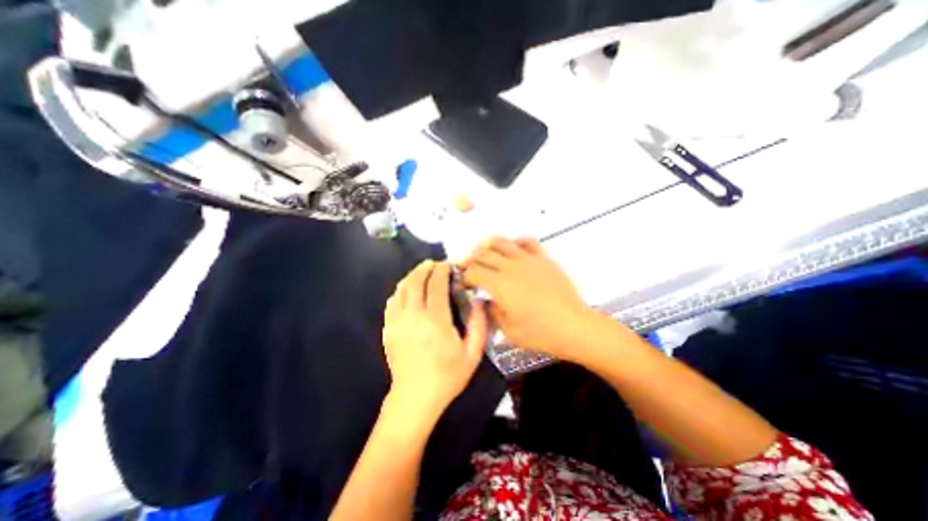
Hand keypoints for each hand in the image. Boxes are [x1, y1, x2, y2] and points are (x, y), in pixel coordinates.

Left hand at [383, 261, 488, 423]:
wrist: (415, 398)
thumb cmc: (447, 376)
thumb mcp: (473, 354)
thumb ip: (479, 325)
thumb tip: (479, 300)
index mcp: (436, 321)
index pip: (436, 285)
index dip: (441, 270)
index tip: (448, 265)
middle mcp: (414, 316)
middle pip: (415, 282)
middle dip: (425, 268)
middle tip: (434, 264)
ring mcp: (397, 322)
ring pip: (402, 289)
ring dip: (412, 276)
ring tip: (422, 272)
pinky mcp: (388, 329)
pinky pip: (392, 301)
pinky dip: (400, 290)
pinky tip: (407, 290)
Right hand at [462, 237, 606, 361]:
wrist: (574, 326)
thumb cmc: (539, 333)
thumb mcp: (507, 330)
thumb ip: (491, 312)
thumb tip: (484, 301)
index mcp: (499, 284)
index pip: (473, 272)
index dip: (464, 275)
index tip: (463, 281)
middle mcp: (510, 266)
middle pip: (483, 255)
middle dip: (471, 260)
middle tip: (468, 266)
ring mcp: (528, 259)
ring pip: (502, 242)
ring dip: (488, 245)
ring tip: (483, 251)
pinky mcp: (543, 258)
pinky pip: (527, 241)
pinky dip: (516, 241)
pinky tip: (512, 248)